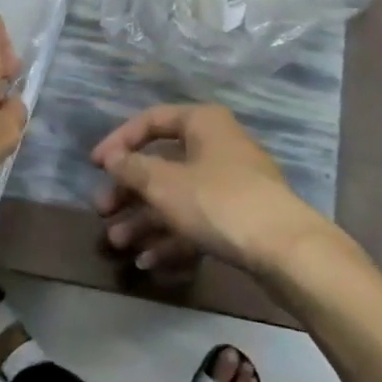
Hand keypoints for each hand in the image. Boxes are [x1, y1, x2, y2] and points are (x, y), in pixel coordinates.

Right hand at [89, 103, 324, 278]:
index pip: (151, 120)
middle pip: (162, 162)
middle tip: (102, 211)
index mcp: (202, 123)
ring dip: (145, 219)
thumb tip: (113, 158)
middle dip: (129, 190)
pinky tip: (148, 261)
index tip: (95, 166)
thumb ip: (133, 169)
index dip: (119, 141)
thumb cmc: (219, 202)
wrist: (286, 250)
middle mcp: (217, 145)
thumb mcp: (166, 185)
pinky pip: (196, 220)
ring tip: (118, 244)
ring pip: (177, 196)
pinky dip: (171, 237)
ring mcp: (230, 183)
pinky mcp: (239, 217)